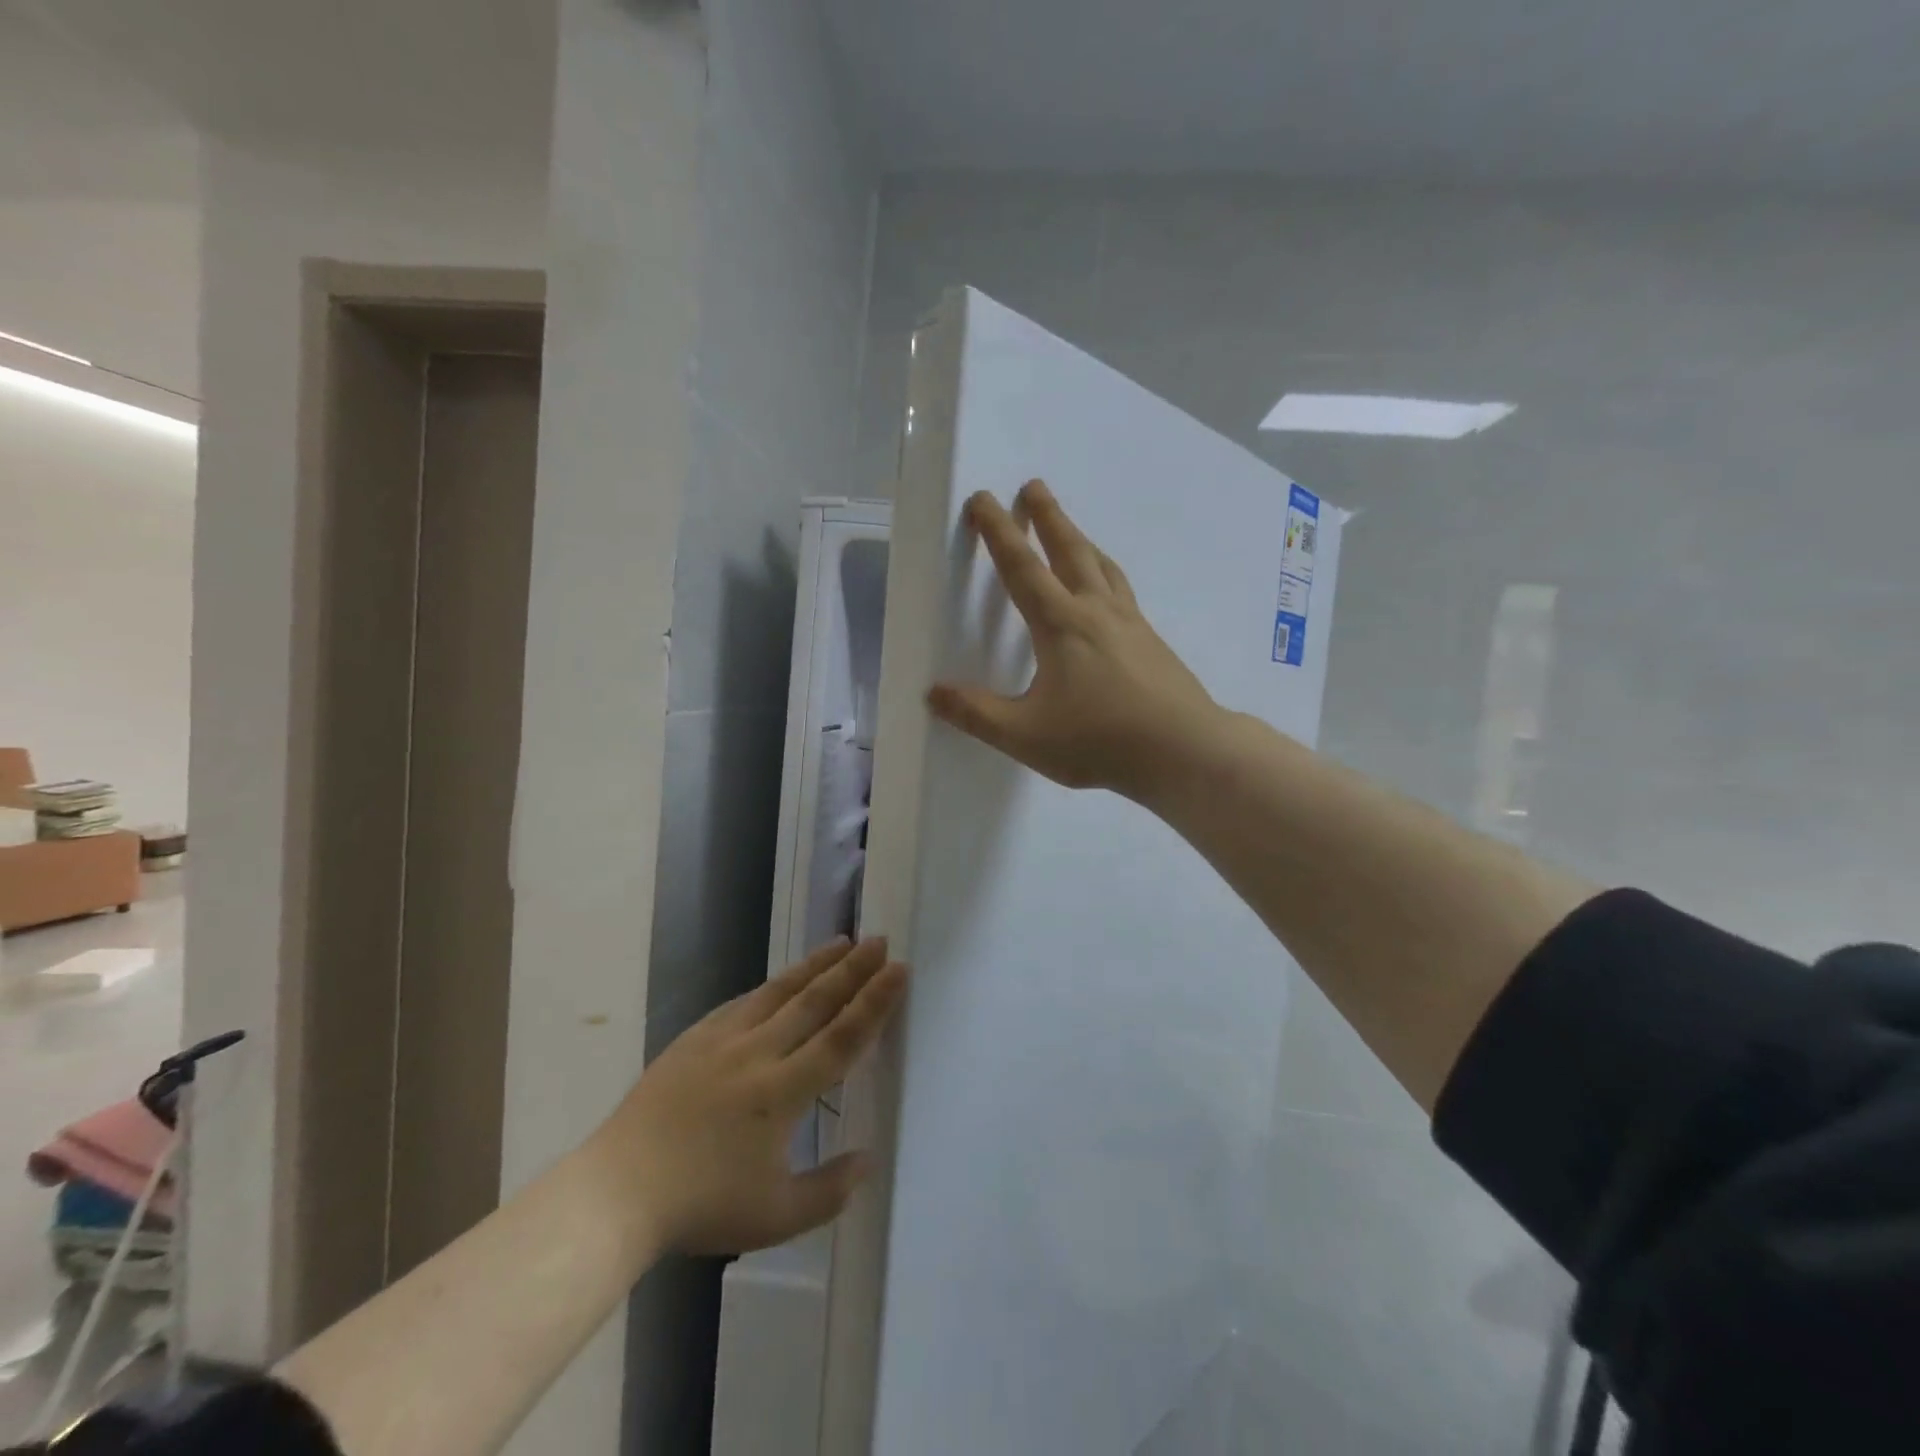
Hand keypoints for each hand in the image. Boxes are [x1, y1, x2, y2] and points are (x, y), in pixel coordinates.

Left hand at [588, 937, 906, 1255]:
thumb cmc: (701, 1207)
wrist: (618, 1191)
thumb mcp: (775, 1217)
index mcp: (782, 1093)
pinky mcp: (695, 1039)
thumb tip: (867, 1159)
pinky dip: (771, 986)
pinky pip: (743, 1002)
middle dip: (852, 971)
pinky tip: (782, 978)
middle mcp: (758, 1055)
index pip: (841, 1038)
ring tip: (844, 942)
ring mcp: (723, 1041)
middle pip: (815, 1003)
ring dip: (816, 966)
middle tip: (880, 941)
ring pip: (779, 992)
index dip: (874, 1003)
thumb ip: (828, 1191)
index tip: (898, 970)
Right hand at [929, 479, 1219, 800]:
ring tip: (1070, 529)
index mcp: (1061, 625)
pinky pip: (1122, 590)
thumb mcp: (1025, 735)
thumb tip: (933, 692)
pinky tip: (1108, 591)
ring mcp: (1130, 623)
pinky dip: (1106, 572)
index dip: (999, 532)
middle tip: (1034, 486)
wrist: (1183, 751)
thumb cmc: (1098, 741)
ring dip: (1081, 540)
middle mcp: (1096, 611)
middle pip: (1069, 550)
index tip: (984, 499)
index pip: (1022, 568)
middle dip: (1048, 517)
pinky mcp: (1152, 641)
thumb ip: (977, 714)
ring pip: (1102, 566)